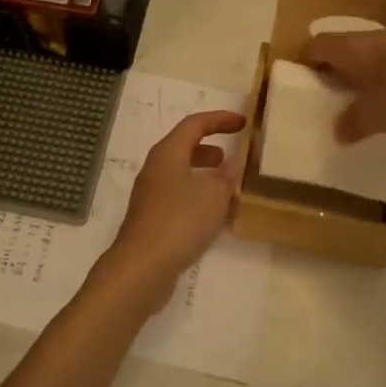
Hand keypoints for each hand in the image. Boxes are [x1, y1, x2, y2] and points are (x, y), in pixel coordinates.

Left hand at [86, 110, 246, 312]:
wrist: (142, 267)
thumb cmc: (179, 220)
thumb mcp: (214, 194)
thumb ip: (227, 175)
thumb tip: (232, 163)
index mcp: (168, 153)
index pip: (195, 124)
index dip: (220, 119)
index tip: (243, 123)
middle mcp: (156, 169)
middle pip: (185, 148)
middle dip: (211, 149)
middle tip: (234, 157)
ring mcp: (151, 195)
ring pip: (183, 175)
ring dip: (206, 176)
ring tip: (230, 188)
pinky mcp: (152, 219)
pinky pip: (180, 198)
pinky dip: (199, 198)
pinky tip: (216, 217)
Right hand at [304, 28, 385, 140]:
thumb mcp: (377, 116)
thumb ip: (353, 124)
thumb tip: (337, 132)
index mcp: (350, 49)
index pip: (316, 47)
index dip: (307, 62)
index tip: (305, 82)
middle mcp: (372, 36)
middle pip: (344, 46)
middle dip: (338, 67)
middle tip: (336, 92)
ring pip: (374, 49)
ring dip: (369, 68)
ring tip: (371, 94)